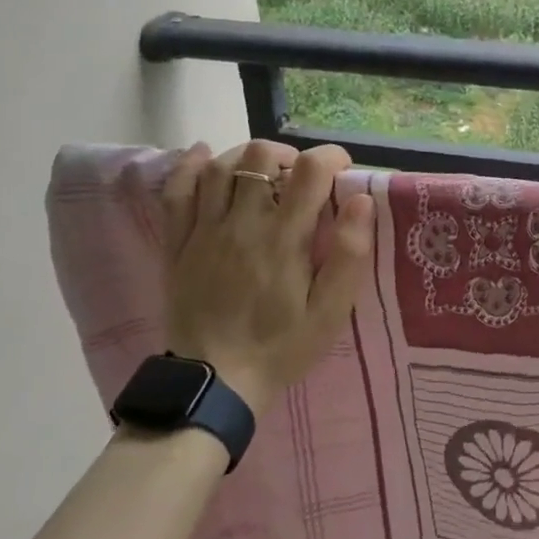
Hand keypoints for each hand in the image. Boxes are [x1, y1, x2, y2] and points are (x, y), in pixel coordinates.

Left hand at [161, 140, 374, 417]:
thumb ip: (350, 255)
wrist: (214, 383)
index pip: (310, 170)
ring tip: (263, 171)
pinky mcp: (178, 244)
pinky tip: (204, 154)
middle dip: (287, 154)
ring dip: (245, 157)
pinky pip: (177, 193)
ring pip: (220, 167)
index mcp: (284, 238)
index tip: (341, 170)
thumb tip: (361, 200)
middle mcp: (242, 223)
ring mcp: (204, 231)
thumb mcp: (330, 312)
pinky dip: (190, 166)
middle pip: (259, 157)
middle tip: (299, 176)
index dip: (330, 157)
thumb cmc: (281, 347)